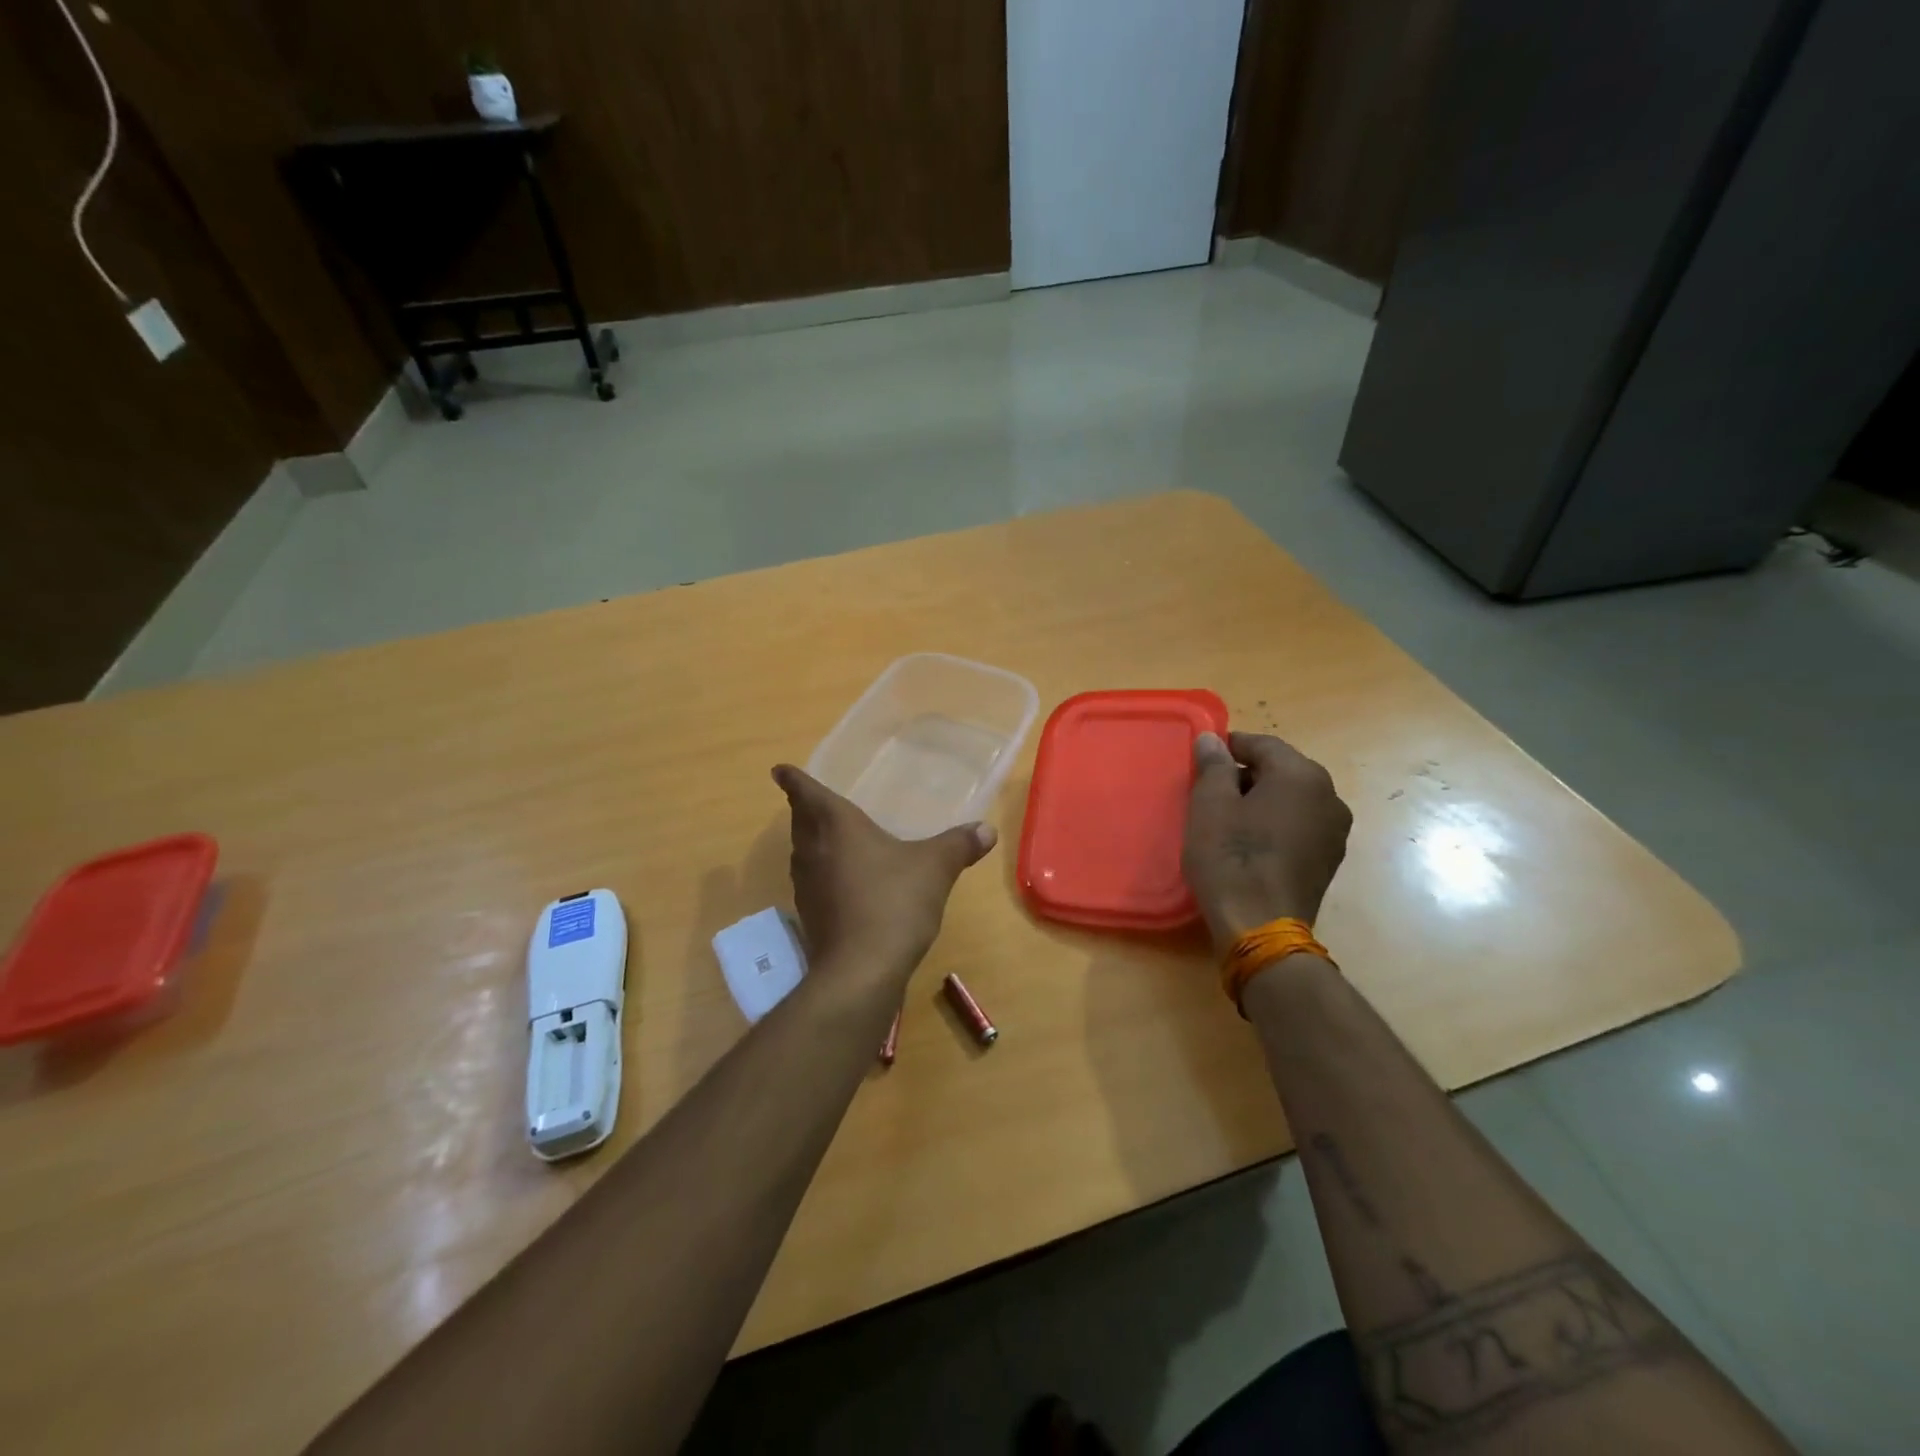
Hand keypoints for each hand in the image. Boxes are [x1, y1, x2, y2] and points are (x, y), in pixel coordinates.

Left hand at [773, 765, 997, 981]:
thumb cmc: (894, 902)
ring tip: (823, 835)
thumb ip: (959, 845)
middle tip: (808, 800)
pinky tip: (841, 880)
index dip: (794, 779)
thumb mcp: (935, 868)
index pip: (808, 794)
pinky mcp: (810, 916)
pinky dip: (820, 872)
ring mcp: (807, 886)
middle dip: (802, 808)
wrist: (861, 970)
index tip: (779, 770)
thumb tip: (987, 830)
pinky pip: (811, 881)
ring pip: (802, 852)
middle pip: (800, 822)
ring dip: (808, 840)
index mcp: (836, 826)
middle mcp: (814, 851)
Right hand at [1183, 731, 1351, 952]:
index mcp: (1302, 775)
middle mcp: (1329, 796)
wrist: (1260, 926)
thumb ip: (1213, 765)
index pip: (1263, 744)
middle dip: (1246, 774)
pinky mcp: (1329, 860)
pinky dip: (1275, 824)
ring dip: (1262, 800)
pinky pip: (1299, 825)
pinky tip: (1250, 842)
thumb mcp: (1210, 804)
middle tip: (1209, 790)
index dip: (1230, 746)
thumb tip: (1212, 739)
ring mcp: (1335, 831)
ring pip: (1292, 799)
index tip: (1202, 757)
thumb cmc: (1231, 857)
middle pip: (1282, 770)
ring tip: (1227, 818)